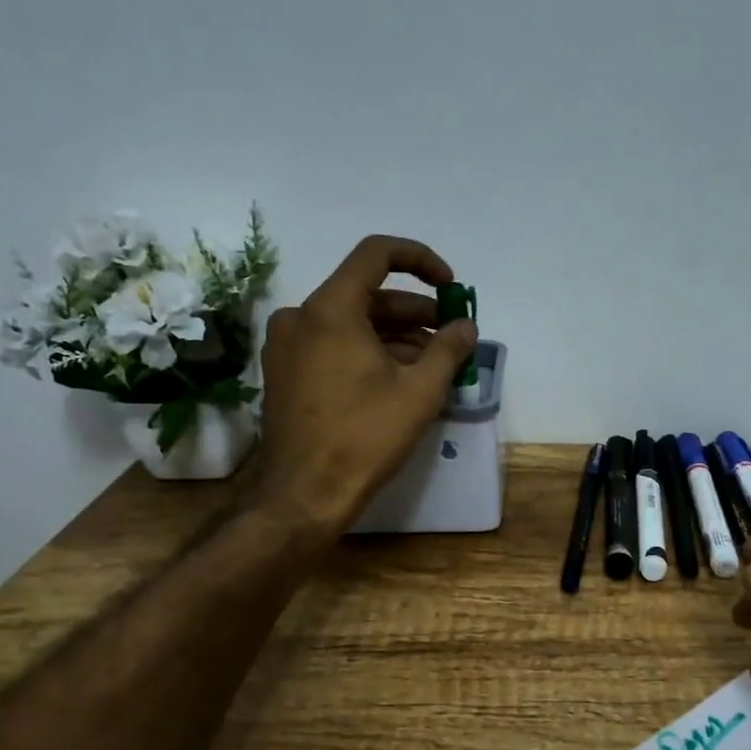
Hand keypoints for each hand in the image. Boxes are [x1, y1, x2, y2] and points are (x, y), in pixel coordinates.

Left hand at [253, 236, 476, 542]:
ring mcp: (287, 346)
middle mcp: (301, 316)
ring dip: (395, 336)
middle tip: (451, 336)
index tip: (450, 286)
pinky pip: (333, 346)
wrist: (305, 495)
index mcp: (330, 309)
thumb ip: (448, 348)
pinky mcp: (284, 372)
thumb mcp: (419, 391)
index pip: (377, 254)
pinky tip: (399, 379)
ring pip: (351, 323)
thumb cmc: (365, 437)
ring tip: (433, 364)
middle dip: (415, 312)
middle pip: (367, 294)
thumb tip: (466, 326)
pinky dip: (368, 352)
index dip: (420, 260)